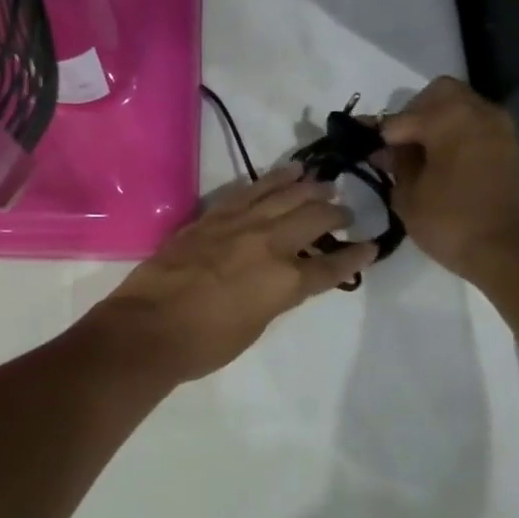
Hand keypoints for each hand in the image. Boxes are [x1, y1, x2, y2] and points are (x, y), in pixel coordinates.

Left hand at [82, 166, 375, 381]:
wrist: (148, 328)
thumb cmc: (203, 344)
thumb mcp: (254, 326)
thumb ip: (276, 296)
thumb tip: (285, 278)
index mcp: (285, 282)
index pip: (331, 265)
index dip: (355, 257)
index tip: (371, 246)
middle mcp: (268, 244)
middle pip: (313, 219)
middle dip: (335, 213)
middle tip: (345, 211)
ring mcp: (238, 225)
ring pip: (283, 195)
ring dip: (308, 187)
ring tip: (324, 182)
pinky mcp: (212, 216)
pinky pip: (249, 191)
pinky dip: (272, 179)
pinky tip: (286, 173)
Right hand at [381, 76, 518, 278]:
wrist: (514, 251)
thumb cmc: (452, 221)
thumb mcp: (408, 197)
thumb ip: (396, 166)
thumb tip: (387, 151)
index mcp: (448, 117)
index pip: (400, 118)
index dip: (379, 136)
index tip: (367, 153)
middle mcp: (477, 112)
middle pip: (439, 95)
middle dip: (415, 114)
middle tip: (399, 146)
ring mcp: (500, 130)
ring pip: (461, 109)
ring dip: (438, 126)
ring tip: (419, 158)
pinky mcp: (511, 150)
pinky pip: (476, 129)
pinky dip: (456, 138)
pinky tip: (442, 166)